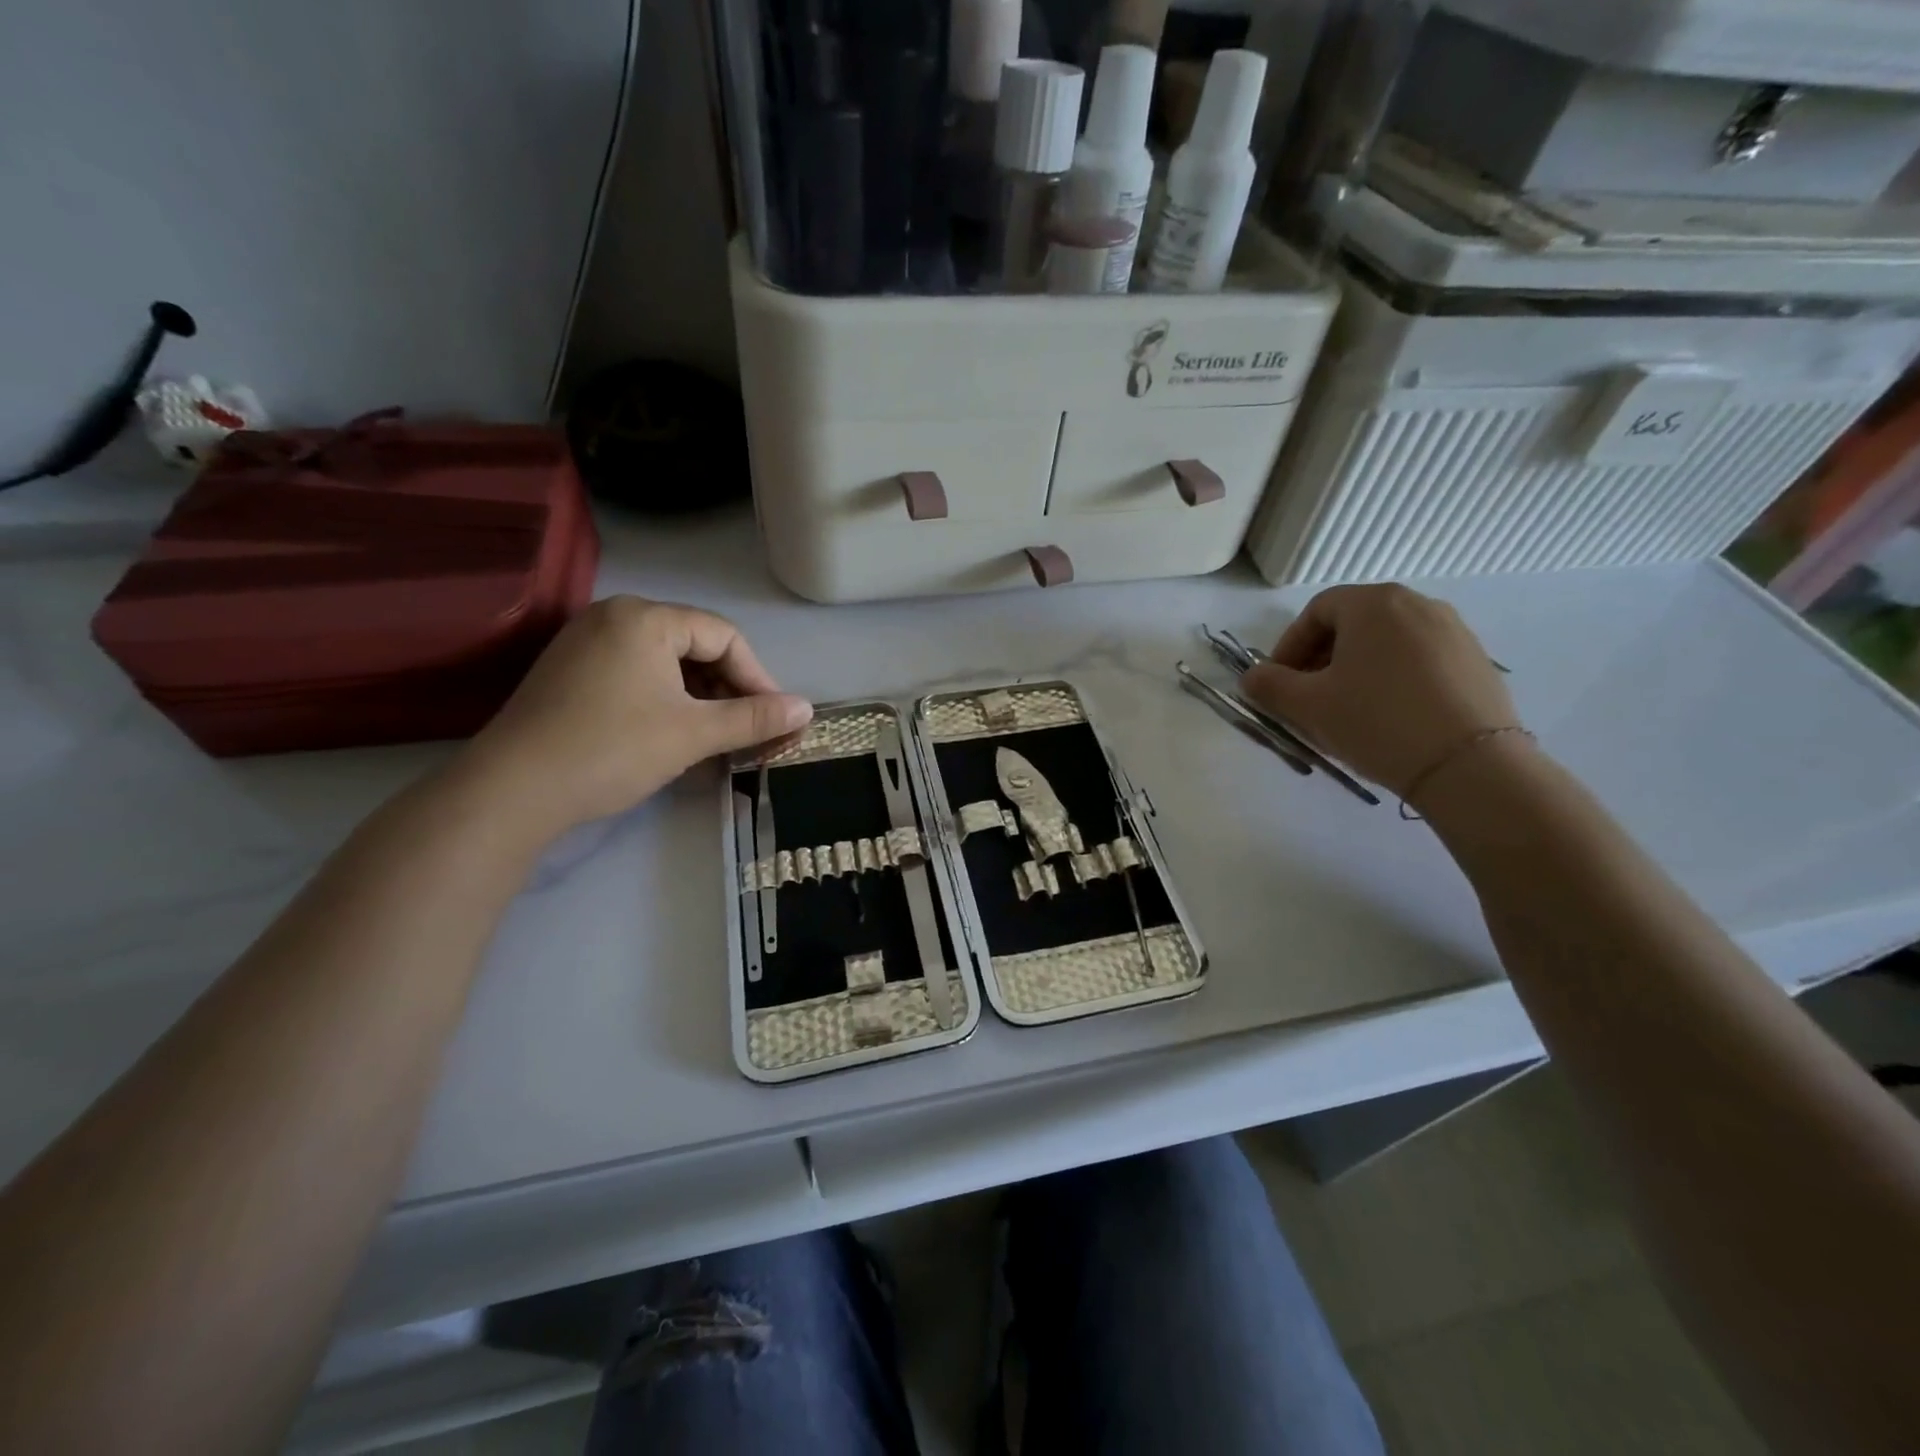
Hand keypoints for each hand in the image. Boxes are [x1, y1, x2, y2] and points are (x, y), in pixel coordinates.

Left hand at [458, 597, 812, 839]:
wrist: (512, 790)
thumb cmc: (613, 749)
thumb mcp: (694, 733)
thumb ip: (755, 718)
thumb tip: (807, 709)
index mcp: (645, 618)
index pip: (724, 636)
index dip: (757, 677)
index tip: (774, 718)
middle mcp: (614, 616)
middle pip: (694, 646)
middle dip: (729, 689)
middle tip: (748, 730)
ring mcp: (585, 642)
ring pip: (665, 662)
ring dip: (700, 697)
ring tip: (716, 736)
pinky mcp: (569, 671)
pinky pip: (635, 673)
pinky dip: (666, 699)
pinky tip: (674, 732)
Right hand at [1241, 584, 1521, 799]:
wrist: (1470, 765)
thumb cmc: (1376, 722)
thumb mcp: (1308, 705)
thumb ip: (1269, 685)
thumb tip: (1251, 676)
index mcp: (1374, 603)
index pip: (1316, 612)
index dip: (1288, 647)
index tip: (1278, 683)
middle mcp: (1417, 604)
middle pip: (1352, 623)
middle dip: (1320, 658)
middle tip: (1307, 698)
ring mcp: (1453, 631)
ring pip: (1386, 643)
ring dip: (1355, 669)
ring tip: (1346, 710)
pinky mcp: (1476, 661)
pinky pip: (1418, 660)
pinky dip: (1392, 679)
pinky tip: (1388, 717)